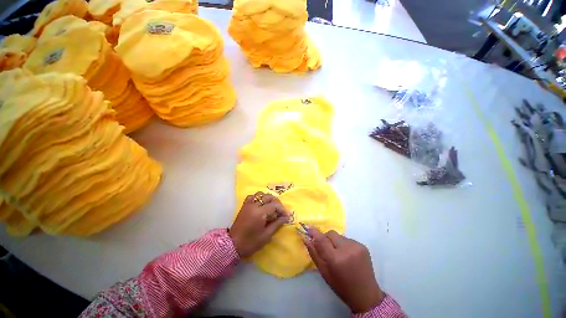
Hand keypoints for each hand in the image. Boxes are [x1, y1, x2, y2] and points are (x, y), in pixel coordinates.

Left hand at [229, 192, 289, 257]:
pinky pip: (253, 196)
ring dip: (269, 198)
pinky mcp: (244, 205)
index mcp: (259, 213)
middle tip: (281, 211)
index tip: (287, 215)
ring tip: (273, 206)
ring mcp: (248, 204)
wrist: (233, 245)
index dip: (282, 209)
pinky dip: (259, 197)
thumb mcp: (266, 235)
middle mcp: (254, 205)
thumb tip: (286, 217)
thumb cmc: (250, 242)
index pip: (274, 205)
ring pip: (261, 194)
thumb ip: (277, 224)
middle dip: (277, 202)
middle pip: (269, 197)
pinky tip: (262, 203)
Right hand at [304, 228, 383, 312]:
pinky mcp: (363, 246)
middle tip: (326, 249)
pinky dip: (344, 244)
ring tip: (339, 254)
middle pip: (331, 233)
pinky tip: (347, 255)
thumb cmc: (341, 286)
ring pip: (339, 236)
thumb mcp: (324, 272)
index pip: (322, 239)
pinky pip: (348, 239)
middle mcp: (347, 249)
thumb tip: (306, 239)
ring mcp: (357, 246)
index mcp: (336, 259)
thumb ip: (314, 254)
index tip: (308, 228)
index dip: (314, 232)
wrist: (366, 295)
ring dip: (335, 242)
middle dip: (326, 238)